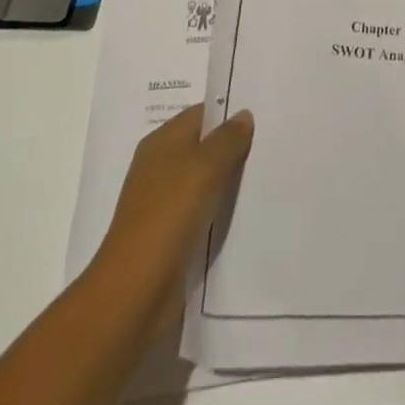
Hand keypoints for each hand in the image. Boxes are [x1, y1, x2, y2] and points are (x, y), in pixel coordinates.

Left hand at [89, 106, 253, 304]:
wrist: (135, 292)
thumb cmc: (170, 214)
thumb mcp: (206, 165)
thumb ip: (228, 137)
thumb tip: (243, 115)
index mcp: (162, 141)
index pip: (202, 113)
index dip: (230, 111)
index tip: (263, 115)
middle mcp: (158, 166)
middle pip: (203, 146)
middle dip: (232, 146)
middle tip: (269, 143)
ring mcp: (161, 203)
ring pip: (204, 180)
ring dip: (228, 180)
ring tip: (263, 174)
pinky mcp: (168, 235)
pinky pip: (201, 210)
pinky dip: (219, 209)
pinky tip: (242, 210)